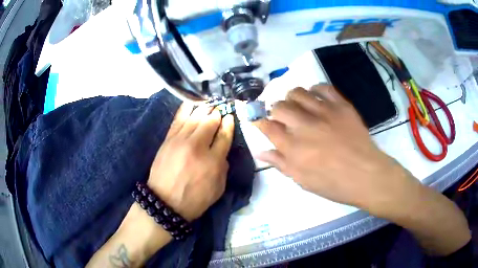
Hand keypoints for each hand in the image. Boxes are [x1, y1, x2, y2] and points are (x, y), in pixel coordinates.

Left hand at [148, 104, 234, 220]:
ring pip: (195, 117)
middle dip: (217, 113)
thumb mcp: (218, 189)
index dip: (229, 124)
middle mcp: (198, 147)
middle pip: (210, 122)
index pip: (224, 136)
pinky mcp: (168, 139)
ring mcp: (181, 140)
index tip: (230, 118)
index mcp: (213, 161)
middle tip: (220, 109)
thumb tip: (221, 150)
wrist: (164, 202)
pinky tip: (192, 102)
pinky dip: (186, 109)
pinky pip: (179, 119)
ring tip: (209, 104)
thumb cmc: (194, 199)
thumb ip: (224, 167)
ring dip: (204, 108)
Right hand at [254, 85, 420, 216]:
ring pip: (298, 92)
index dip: (260, 122)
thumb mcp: (303, 180)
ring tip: (298, 107)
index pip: (266, 126)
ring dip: (292, 98)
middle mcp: (304, 126)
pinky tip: (316, 99)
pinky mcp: (341, 105)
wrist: (366, 175)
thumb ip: (281, 163)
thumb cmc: (334, 184)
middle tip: (283, 118)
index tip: (261, 122)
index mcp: (293, 148)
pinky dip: (315, 90)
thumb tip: (261, 151)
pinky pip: (322, 87)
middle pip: (279, 106)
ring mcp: (324, 112)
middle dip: (276, 110)